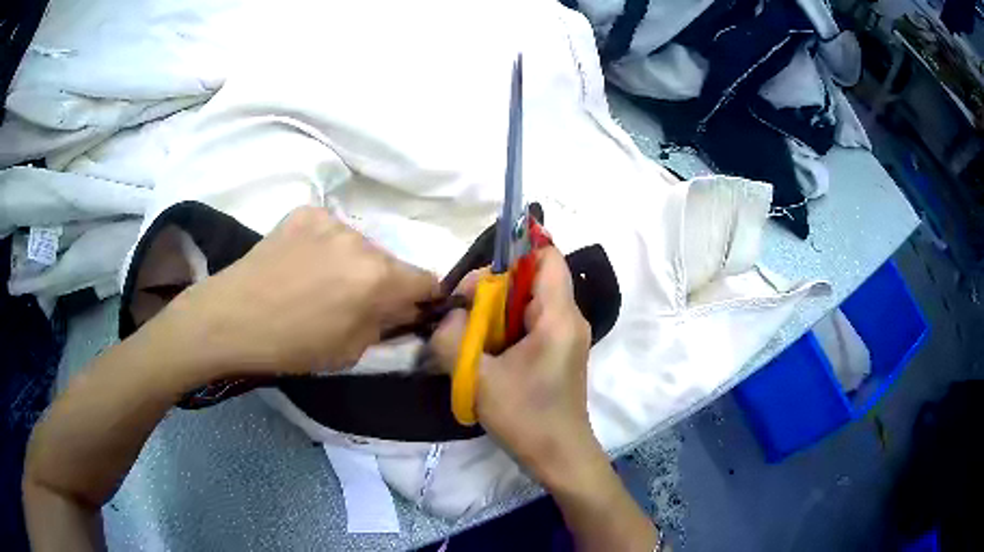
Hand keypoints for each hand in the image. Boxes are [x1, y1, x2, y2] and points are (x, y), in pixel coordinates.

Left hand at [155, 206, 438, 377]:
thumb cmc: (291, 346)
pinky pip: (331, 231)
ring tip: (321, 282)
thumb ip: (385, 325)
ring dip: (353, 262)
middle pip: (390, 261)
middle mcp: (362, 240)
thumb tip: (403, 309)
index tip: (409, 309)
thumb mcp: (350, 352)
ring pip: (360, 245)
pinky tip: (302, 263)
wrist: (230, 318)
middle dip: (383, 282)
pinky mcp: (305, 212)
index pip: (426, 279)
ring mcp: (331, 220)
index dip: (423, 297)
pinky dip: (326, 246)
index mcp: (378, 278)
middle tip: (354, 302)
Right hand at [430, 248, 603, 486]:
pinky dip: (507, 327)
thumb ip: (452, 337)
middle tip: (462, 312)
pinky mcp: (559, 352)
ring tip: (469, 332)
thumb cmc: (525, 417)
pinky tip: (485, 349)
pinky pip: (532, 323)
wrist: (559, 456)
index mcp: (559, 316)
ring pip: (529, 302)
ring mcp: (567, 336)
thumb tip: (449, 314)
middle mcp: (569, 318)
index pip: (547, 256)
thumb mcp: (478, 377)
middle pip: (534, 278)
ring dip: (497, 310)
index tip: (480, 276)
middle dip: (495, 287)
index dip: (515, 252)